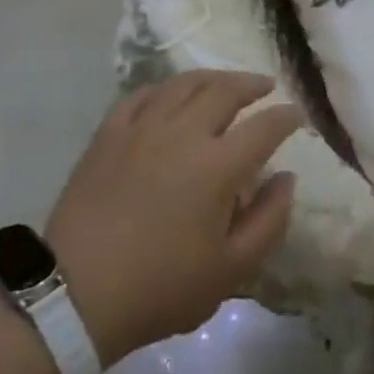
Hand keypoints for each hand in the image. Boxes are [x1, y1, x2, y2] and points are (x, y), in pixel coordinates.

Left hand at [45, 73, 298, 365]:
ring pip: (184, 84)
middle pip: (226, 91)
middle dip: (252, 84)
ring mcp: (143, 128)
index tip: (297, 115)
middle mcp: (184, 133)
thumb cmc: (160, 287)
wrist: (75, 296)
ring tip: (226, 83)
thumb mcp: (231, 270)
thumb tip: (287, 179)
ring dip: (213, 78)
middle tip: (266, 86)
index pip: (265, 126)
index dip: (287, 117)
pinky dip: (165, 89)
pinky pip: (142, 95)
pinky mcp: (109, 134)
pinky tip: (171, 94)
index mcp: (218, 165)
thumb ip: (269, 220)